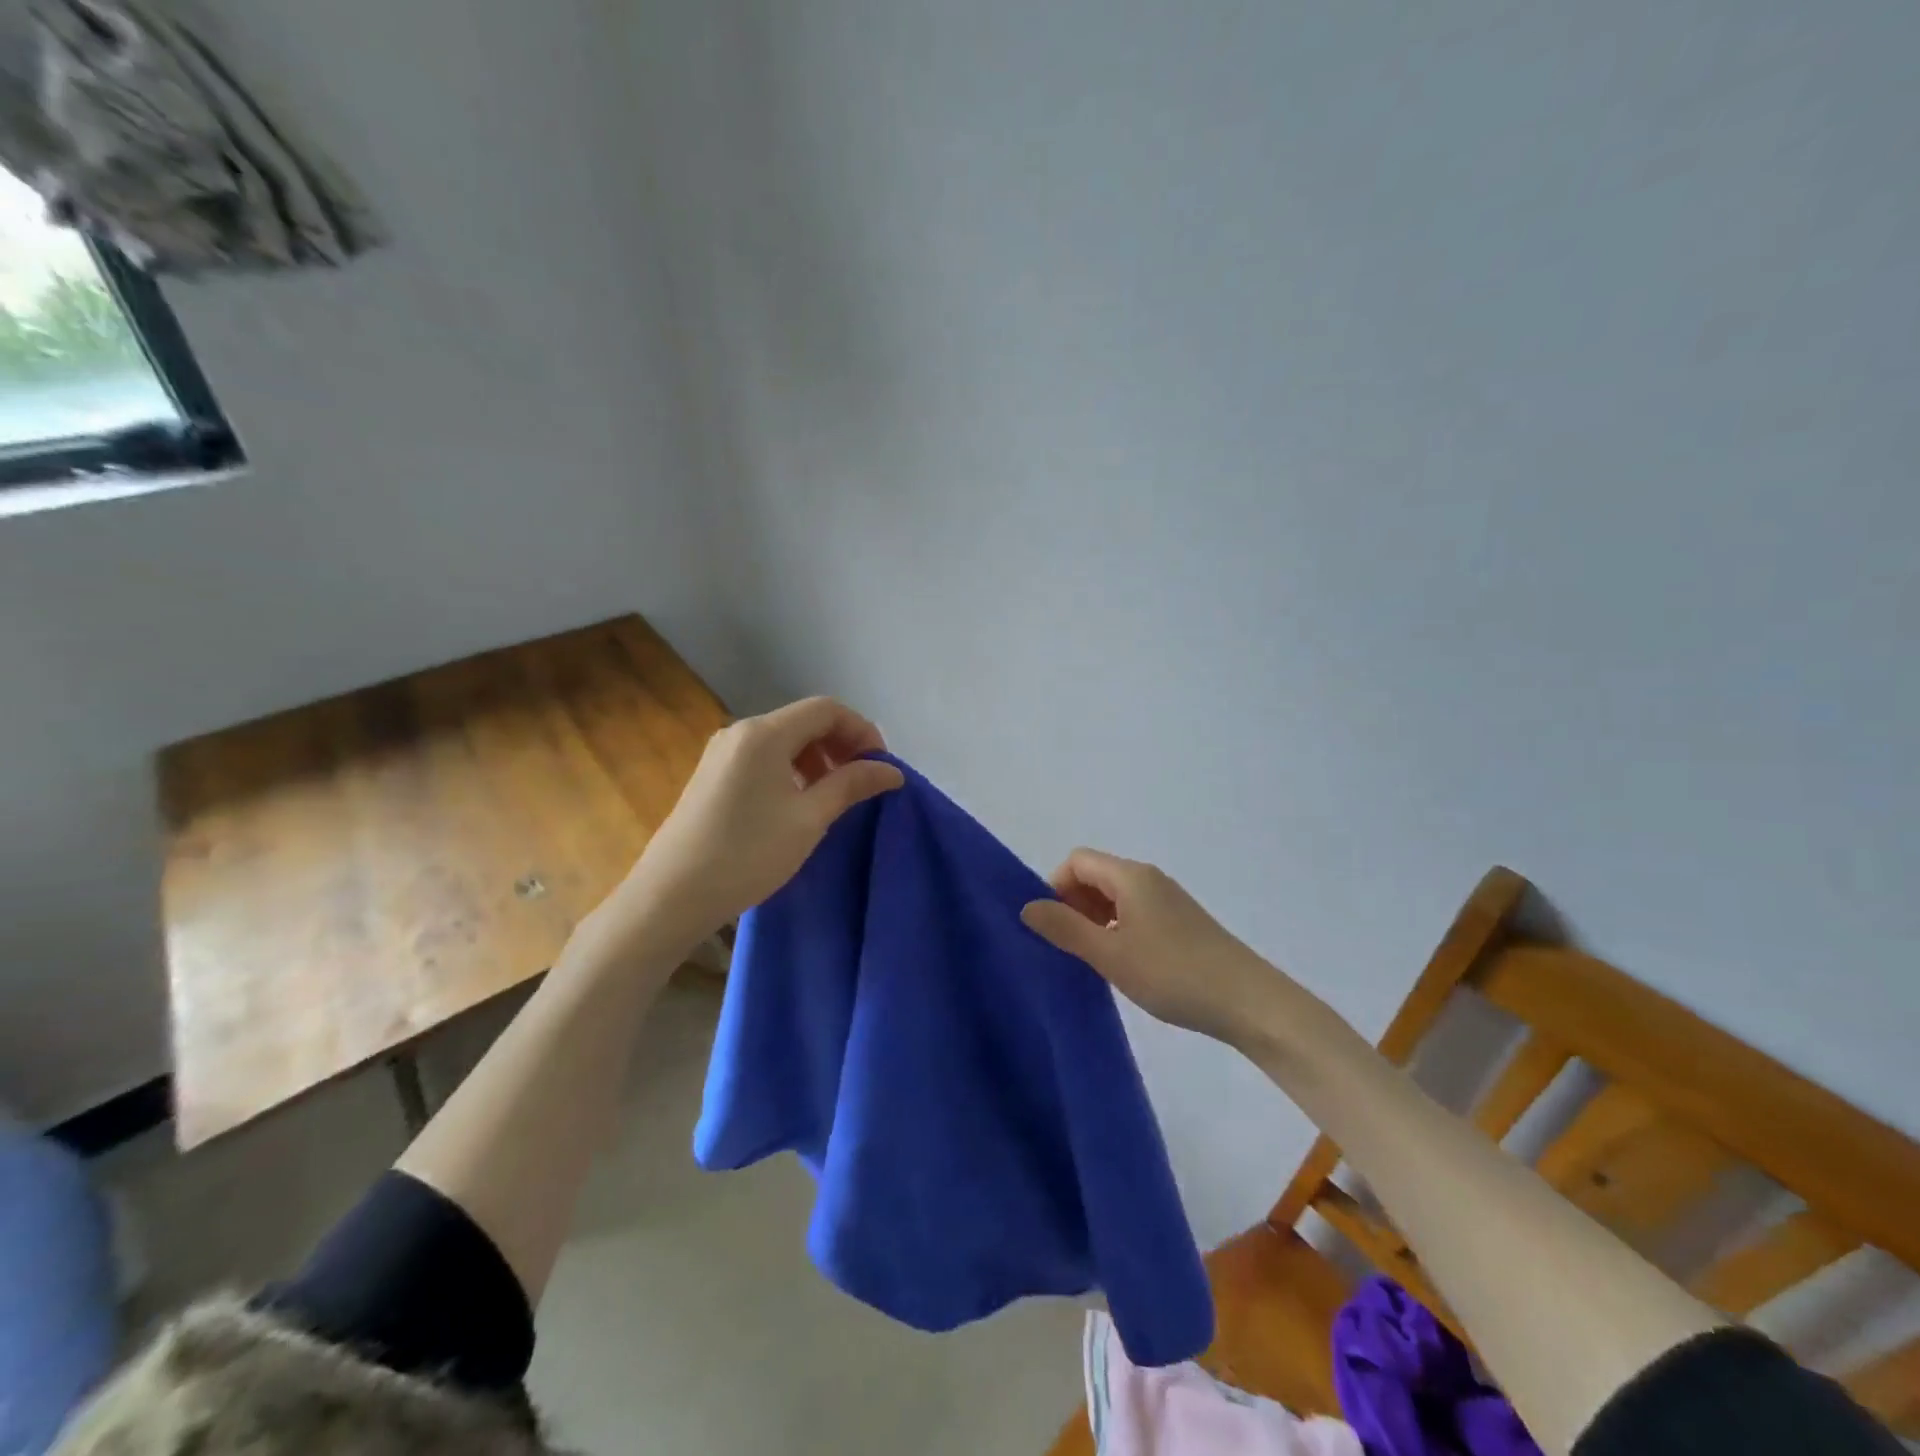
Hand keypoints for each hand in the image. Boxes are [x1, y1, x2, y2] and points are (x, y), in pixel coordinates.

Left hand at [609, 698, 903, 946]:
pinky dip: (792, 769)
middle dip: (841, 744)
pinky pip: (764, 757)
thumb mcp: (809, 819)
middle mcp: (741, 731)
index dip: (862, 730)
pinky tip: (799, 802)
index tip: (880, 766)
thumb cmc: (748, 854)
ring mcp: (722, 752)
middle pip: (805, 721)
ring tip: (833, 796)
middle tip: (862, 781)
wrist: (672, 895)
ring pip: (784, 740)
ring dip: (817, 758)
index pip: (826, 710)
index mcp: (765, 734)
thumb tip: (891, 771)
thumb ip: (851, 785)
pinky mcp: (713, 774)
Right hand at [1021, 849, 1293, 1048]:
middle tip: (1070, 947)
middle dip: (1073, 904)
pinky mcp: (1181, 922)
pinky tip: (1124, 964)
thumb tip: (1027, 906)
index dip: (1056, 887)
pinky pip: (1135, 912)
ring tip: (1094, 960)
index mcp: (1130, 876)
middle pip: (1095, 875)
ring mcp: (1168, 899)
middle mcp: (1149, 878)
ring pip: (1115, 896)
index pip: (1077, 861)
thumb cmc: (1173, 974)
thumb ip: (1065, 929)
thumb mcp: (1110, 954)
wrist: (1248, 1002)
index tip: (1053, 927)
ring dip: (1095, 920)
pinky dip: (1118, 929)